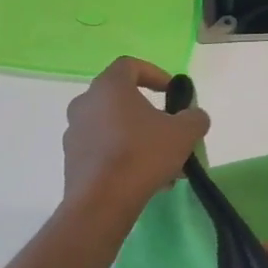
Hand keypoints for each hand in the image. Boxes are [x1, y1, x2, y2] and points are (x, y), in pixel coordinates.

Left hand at [62, 58, 209, 225]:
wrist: (102, 201)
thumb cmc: (142, 155)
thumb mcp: (183, 133)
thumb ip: (194, 118)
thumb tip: (194, 116)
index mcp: (109, 87)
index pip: (130, 65)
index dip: (154, 74)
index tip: (172, 92)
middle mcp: (85, 104)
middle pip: (122, 101)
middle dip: (150, 116)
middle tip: (171, 132)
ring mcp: (75, 133)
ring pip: (114, 129)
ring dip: (140, 140)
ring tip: (165, 165)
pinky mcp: (72, 161)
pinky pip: (104, 151)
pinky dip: (124, 158)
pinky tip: (146, 180)